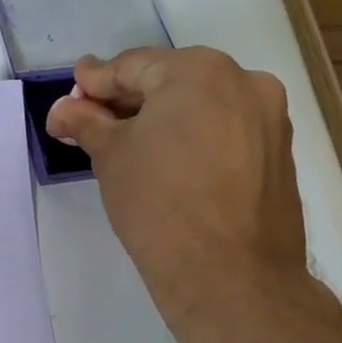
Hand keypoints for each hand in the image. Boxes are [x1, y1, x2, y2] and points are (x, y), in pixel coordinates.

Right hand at [44, 47, 309, 321]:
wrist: (231, 276)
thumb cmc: (158, 202)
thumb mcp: (109, 155)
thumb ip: (85, 121)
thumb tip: (63, 108)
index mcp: (198, 70)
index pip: (130, 66)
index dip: (92, 84)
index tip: (67, 101)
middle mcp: (243, 81)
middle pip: (167, 81)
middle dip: (125, 102)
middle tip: (88, 124)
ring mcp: (269, 117)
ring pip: (198, 106)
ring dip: (158, 120)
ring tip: (123, 147)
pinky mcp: (279, 153)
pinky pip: (223, 130)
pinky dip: (190, 137)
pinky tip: (164, 163)